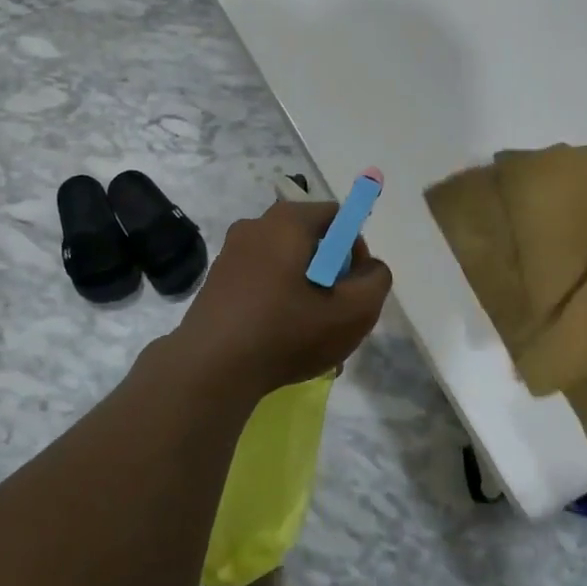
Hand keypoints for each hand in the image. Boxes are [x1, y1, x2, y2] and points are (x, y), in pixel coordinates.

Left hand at [170, 200, 393, 397]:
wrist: (210, 369)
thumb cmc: (287, 331)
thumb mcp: (354, 311)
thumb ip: (376, 280)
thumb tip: (368, 268)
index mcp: (287, 221)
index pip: (336, 216)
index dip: (356, 249)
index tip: (354, 287)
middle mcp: (255, 226)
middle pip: (310, 242)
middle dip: (330, 276)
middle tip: (336, 316)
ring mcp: (231, 254)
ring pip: (285, 267)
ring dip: (305, 295)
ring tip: (311, 339)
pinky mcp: (216, 282)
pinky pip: (260, 284)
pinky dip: (277, 305)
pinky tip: (282, 343)